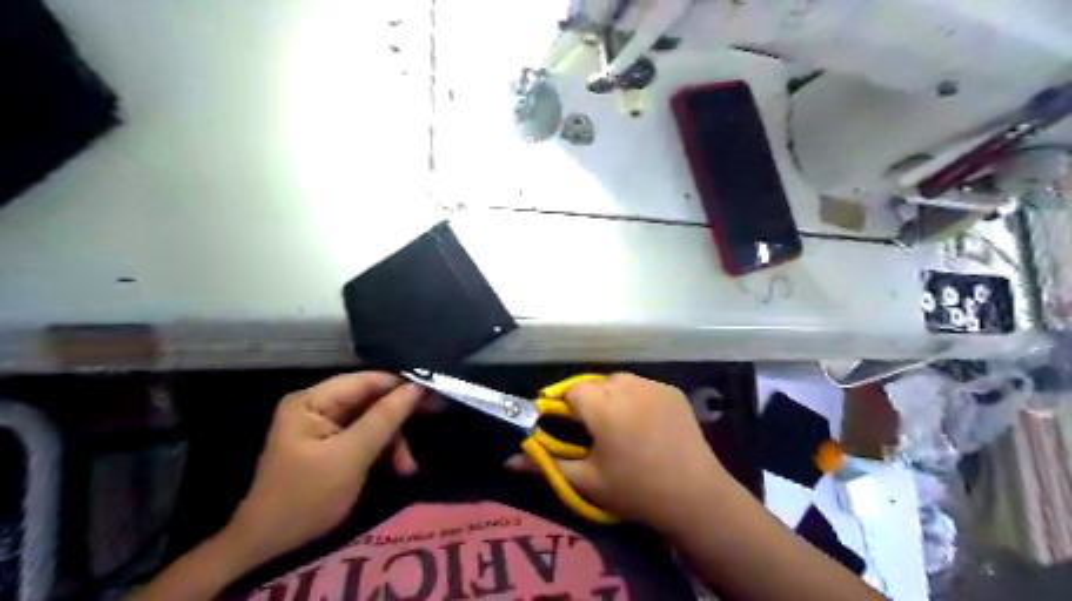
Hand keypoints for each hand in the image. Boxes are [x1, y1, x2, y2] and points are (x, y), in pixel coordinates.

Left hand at [224, 372, 428, 568]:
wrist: (269, 545)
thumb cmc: (307, 497)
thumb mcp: (351, 456)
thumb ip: (385, 418)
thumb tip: (418, 386)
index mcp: (313, 400)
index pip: (367, 380)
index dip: (402, 384)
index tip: (436, 391)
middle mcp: (318, 405)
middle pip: (371, 398)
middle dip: (400, 415)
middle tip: (437, 413)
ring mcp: (323, 425)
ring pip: (373, 419)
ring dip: (393, 440)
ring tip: (408, 467)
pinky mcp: (331, 444)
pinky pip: (365, 436)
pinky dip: (383, 450)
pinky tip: (397, 468)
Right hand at [508, 371, 733, 530]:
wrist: (696, 497)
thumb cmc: (635, 490)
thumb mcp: (587, 481)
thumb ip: (545, 465)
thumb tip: (508, 460)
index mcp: (603, 405)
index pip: (570, 391)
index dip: (564, 407)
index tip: (567, 428)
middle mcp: (627, 386)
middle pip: (594, 384)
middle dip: (588, 402)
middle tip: (593, 433)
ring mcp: (653, 385)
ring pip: (618, 382)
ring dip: (612, 397)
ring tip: (620, 427)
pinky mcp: (671, 391)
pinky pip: (643, 386)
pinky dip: (636, 398)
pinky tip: (645, 424)